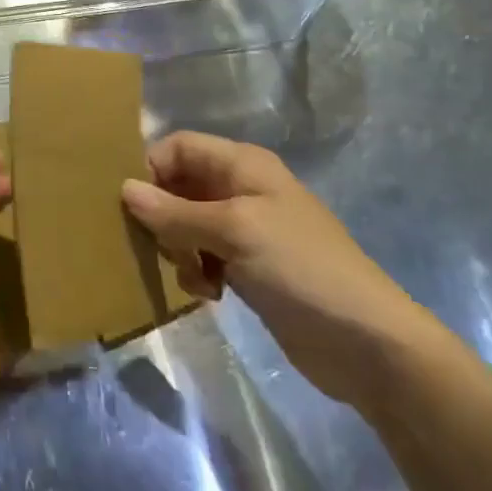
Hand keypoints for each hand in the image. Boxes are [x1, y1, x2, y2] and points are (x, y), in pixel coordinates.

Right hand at [0, 131, 432, 408]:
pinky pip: (205, 256)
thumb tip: (124, 189)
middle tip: (149, 243)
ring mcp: (248, 231)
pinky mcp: (251, 269)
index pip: (180, 147)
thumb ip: (175, 212)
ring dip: (178, 246)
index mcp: (243, 166)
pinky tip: (207, 294)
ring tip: (187, 274)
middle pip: (181, 186)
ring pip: (189, 224)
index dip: (151, 167)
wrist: (368, 343)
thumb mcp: (233, 232)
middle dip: (161, 213)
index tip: (126, 201)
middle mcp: (242, 190)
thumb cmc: (299, 267)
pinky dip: (197, 270)